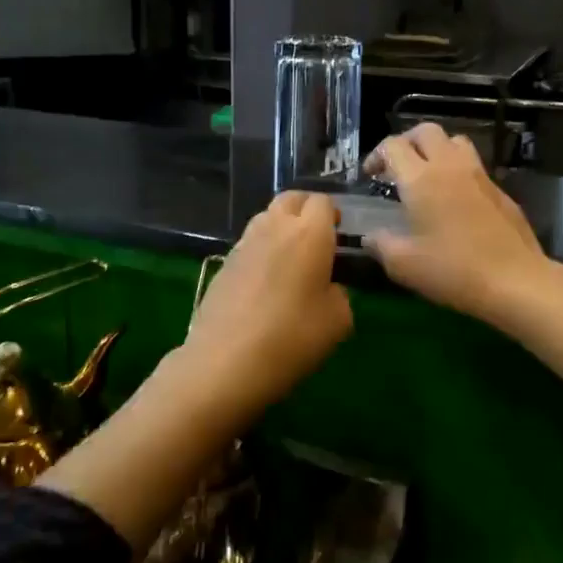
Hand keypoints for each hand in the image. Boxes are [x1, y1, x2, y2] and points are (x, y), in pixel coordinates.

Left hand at [178, 190, 352, 414]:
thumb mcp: (338, 321)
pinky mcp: (223, 264)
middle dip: (306, 211)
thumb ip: (339, 293)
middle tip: (317, 240)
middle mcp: (274, 228)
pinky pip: (249, 244)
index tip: (339, 236)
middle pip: (291, 199)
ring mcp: (243, 244)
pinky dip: (262, 251)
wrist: (224, 363)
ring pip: (266, 218)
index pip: (322, 202)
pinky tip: (265, 283)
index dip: (332, 215)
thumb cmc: (291, 338)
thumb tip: (328, 287)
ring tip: (291, 261)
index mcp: (309, 234)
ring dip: (281, 228)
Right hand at [363, 123, 553, 323]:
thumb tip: (370, 236)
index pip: (393, 146)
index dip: (376, 156)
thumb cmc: (453, 270)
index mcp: (421, 179)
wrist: (515, 281)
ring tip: (427, 174)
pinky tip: (455, 200)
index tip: (369, 176)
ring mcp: (480, 175)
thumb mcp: (404, 265)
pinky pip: (474, 166)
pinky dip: (458, 171)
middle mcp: (450, 166)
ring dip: (436, 149)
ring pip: (455, 141)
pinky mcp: (500, 191)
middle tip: (397, 166)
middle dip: (406, 142)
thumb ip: (381, 245)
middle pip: (425, 131)